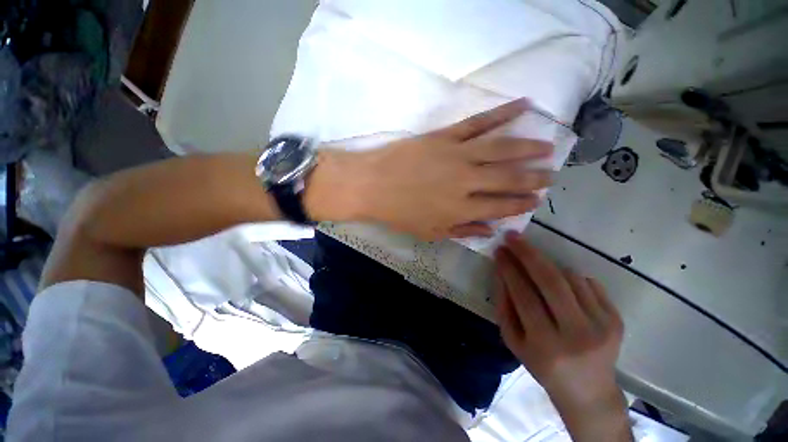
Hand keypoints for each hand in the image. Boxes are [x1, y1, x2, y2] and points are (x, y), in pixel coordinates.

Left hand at [305, 99, 553, 240]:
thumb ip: (462, 231)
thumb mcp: (429, 232)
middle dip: (534, 178)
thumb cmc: (399, 212)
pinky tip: (523, 105)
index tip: (535, 200)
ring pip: (502, 149)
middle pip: (508, 178)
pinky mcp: (446, 136)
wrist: (372, 185)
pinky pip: (478, 122)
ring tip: (548, 147)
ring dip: (528, 148)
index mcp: (461, 208)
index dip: (521, 204)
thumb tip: (491, 230)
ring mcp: (457, 155)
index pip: (502, 206)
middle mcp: (466, 181)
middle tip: (551, 176)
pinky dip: (503, 113)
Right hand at [494, 231, 630, 440]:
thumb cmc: (543, 366)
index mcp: (546, 344)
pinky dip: (570, 277)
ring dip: (548, 265)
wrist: (588, 390)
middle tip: (513, 237)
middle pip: (550, 281)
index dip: (509, 268)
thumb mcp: (514, 341)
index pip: (523, 295)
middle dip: (528, 253)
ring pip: (570, 277)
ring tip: (537, 269)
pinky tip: (563, 287)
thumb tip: (502, 272)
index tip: (499, 250)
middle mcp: (577, 334)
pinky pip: (589, 284)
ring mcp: (602, 326)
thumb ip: (504, 306)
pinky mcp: (617, 320)